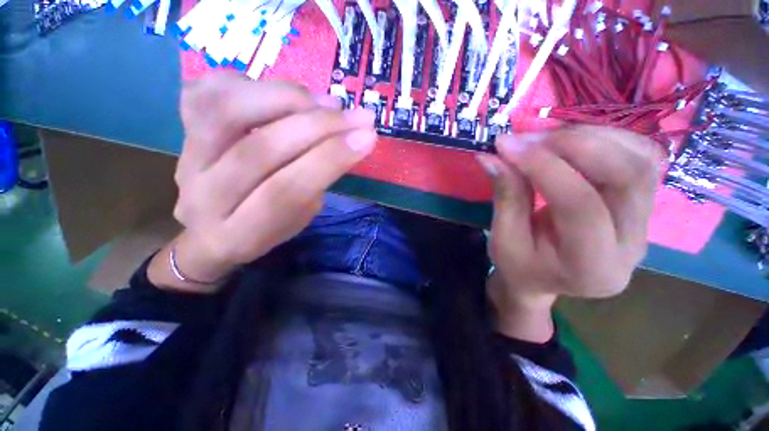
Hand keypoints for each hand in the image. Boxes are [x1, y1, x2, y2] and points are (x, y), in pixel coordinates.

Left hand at [148, 72, 376, 291]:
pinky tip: (286, 96)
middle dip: (320, 127)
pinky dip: (255, 84)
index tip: (366, 138)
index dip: (330, 159)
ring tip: (327, 103)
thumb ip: (316, 183)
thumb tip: (344, 138)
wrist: (208, 231)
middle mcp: (205, 197)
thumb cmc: (264, 230)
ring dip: (289, 99)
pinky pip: (209, 91)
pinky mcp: (181, 131)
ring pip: (228, 111)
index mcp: (241, 233)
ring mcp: (186, 159)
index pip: (287, 191)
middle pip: (262, 150)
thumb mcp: (299, 220)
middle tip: (359, 117)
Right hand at [477, 126, 661, 336]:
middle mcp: (632, 246)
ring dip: (593, 137)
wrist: (545, 278)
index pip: (579, 204)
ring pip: (641, 162)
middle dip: (577, 144)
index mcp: (590, 267)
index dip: (543, 166)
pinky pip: (642, 160)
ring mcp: (645, 225)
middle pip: (627, 177)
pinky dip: (608, 140)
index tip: (507, 145)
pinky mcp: (643, 207)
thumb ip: (505, 196)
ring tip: (548, 138)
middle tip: (531, 137)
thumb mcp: (502, 239)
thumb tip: (492, 156)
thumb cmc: (519, 266)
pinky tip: (573, 143)